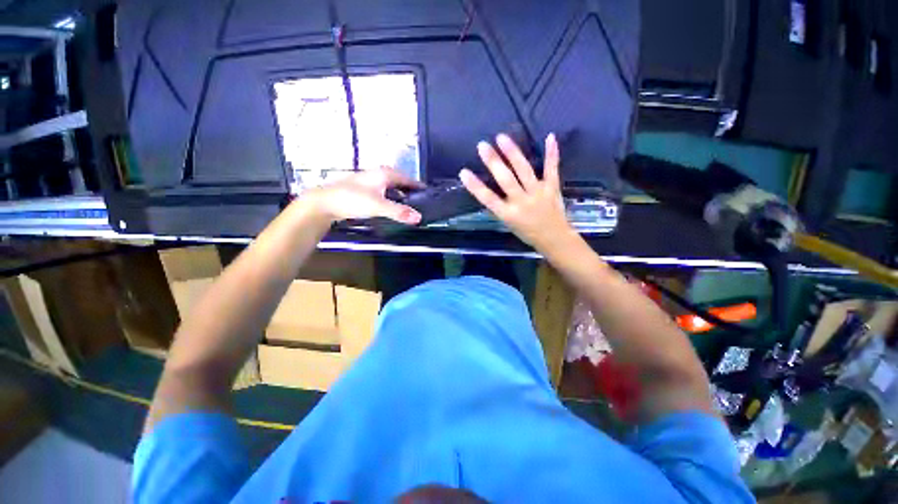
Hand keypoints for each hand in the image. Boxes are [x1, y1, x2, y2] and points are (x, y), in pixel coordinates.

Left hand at [306, 167, 424, 224]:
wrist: (324, 203)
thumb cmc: (352, 200)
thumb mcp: (378, 206)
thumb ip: (399, 212)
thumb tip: (419, 218)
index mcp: (384, 174)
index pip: (407, 178)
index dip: (417, 185)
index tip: (428, 192)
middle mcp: (377, 174)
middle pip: (399, 181)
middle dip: (409, 189)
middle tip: (419, 200)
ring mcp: (369, 181)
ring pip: (389, 186)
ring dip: (399, 194)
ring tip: (407, 204)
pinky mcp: (362, 189)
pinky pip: (382, 191)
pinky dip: (389, 197)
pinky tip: (389, 205)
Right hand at [459, 133, 576, 251]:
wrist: (554, 239)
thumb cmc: (527, 233)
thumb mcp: (508, 224)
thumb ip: (499, 208)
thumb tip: (488, 191)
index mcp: (508, 214)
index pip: (488, 199)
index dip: (475, 186)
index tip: (464, 172)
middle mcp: (522, 202)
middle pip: (506, 180)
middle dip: (493, 162)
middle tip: (482, 146)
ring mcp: (538, 193)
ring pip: (524, 170)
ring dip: (512, 153)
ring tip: (502, 138)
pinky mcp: (552, 187)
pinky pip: (551, 169)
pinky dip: (551, 153)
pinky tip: (550, 136)